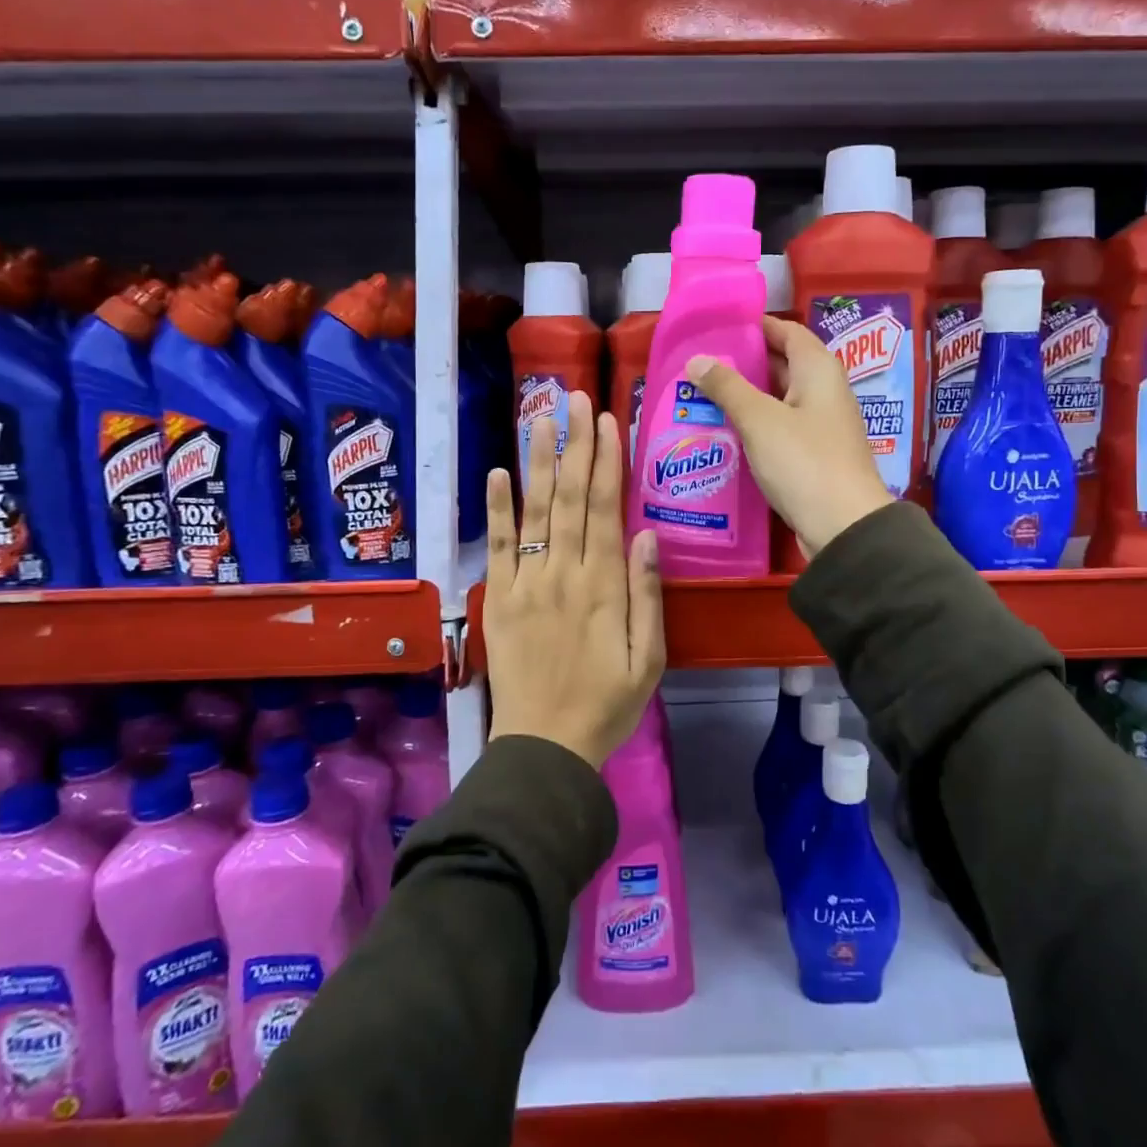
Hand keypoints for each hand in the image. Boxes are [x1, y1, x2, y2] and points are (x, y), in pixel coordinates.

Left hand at [483, 390, 664, 768]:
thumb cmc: (606, 705)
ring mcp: (527, 584)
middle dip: (574, 446)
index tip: (607, 421)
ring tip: (540, 418)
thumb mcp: (648, 660)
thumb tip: (648, 535)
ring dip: (538, 462)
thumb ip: (647, 596)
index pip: (604, 510)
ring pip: (534, 512)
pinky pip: (498, 547)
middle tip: (574, 399)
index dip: (606, 462)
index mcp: (603, 587)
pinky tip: (498, 474)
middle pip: (570, 499)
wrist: (544, 748)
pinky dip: (497, 509)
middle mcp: (563, 574)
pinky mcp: (500, 599)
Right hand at [684, 316, 892, 559]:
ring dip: (744, 397)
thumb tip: (697, 359)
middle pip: (781, 365)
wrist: (843, 526)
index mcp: (818, 370)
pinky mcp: (813, 455)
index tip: (717, 327)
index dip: (755, 326)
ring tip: (700, 396)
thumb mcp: (759, 420)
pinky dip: (753, 426)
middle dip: (742, 363)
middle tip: (698, 365)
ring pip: (777, 400)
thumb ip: (727, 387)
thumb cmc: (803, 462)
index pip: (786, 331)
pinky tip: (722, 433)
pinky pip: (779, 429)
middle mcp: (824, 391)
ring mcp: (820, 426)